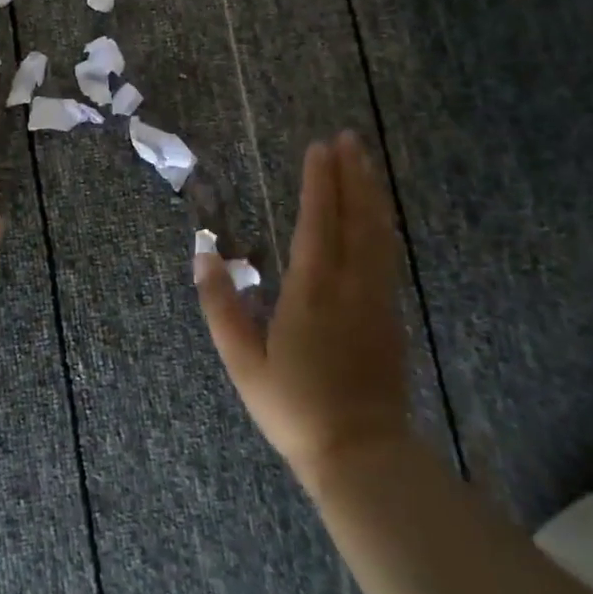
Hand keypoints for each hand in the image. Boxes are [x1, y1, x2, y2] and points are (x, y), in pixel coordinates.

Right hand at [196, 132, 409, 478]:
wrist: (361, 455)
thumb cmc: (294, 408)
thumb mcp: (243, 363)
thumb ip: (221, 307)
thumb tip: (202, 255)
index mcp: (312, 293)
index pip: (318, 223)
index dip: (319, 183)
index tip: (319, 148)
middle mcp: (351, 287)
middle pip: (355, 219)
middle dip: (351, 175)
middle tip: (348, 138)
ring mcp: (377, 301)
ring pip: (378, 234)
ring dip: (371, 193)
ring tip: (366, 161)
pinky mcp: (390, 316)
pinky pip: (387, 255)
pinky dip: (382, 224)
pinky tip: (378, 215)